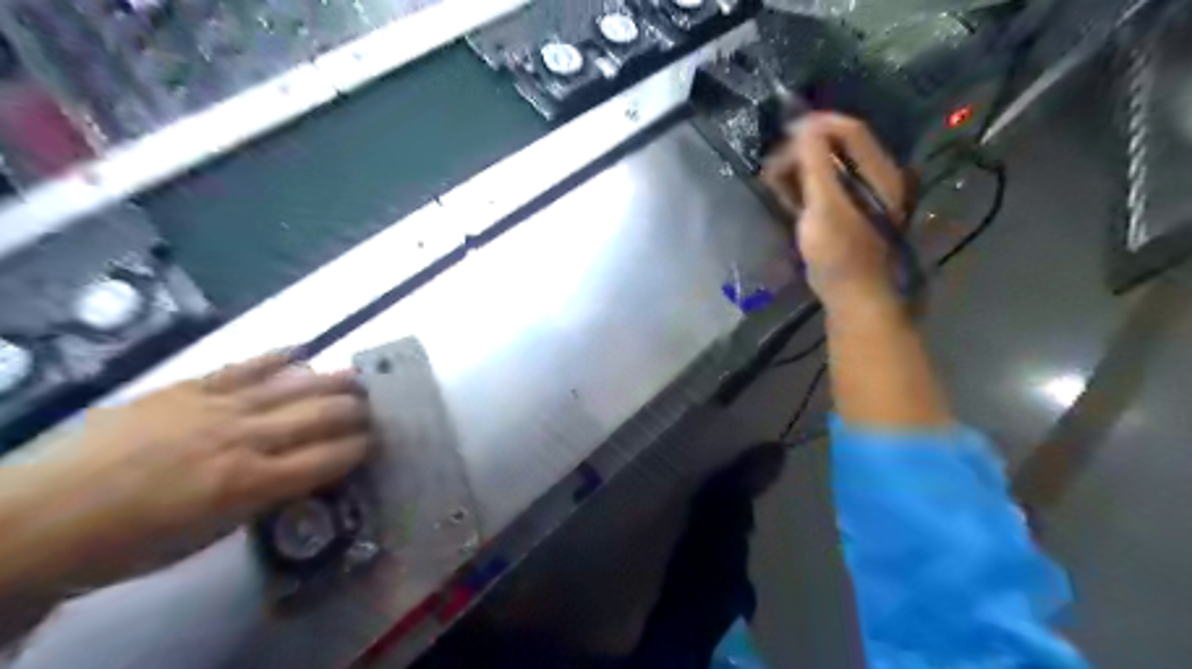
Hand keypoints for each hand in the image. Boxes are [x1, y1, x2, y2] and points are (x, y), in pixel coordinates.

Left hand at [1, 354, 369, 592]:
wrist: (40, 517)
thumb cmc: (133, 541)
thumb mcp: (213, 534)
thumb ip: (266, 497)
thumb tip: (304, 472)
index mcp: (250, 483)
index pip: (330, 458)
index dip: (362, 448)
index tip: (378, 442)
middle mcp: (244, 438)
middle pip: (322, 415)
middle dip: (359, 411)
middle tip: (378, 408)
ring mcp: (217, 406)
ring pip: (294, 385)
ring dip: (334, 380)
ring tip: (359, 377)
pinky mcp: (188, 387)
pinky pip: (244, 366)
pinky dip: (278, 357)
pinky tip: (303, 350)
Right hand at [764, 113, 913, 310]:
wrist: (852, 296)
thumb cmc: (839, 252)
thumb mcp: (825, 205)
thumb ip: (815, 162)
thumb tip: (804, 125)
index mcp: (878, 172)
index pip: (850, 130)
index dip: (817, 125)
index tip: (784, 132)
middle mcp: (874, 177)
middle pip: (837, 147)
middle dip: (801, 150)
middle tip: (773, 165)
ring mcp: (860, 197)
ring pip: (827, 169)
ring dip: (798, 169)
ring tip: (772, 181)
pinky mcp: (846, 214)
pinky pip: (824, 189)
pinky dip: (803, 188)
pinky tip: (784, 195)